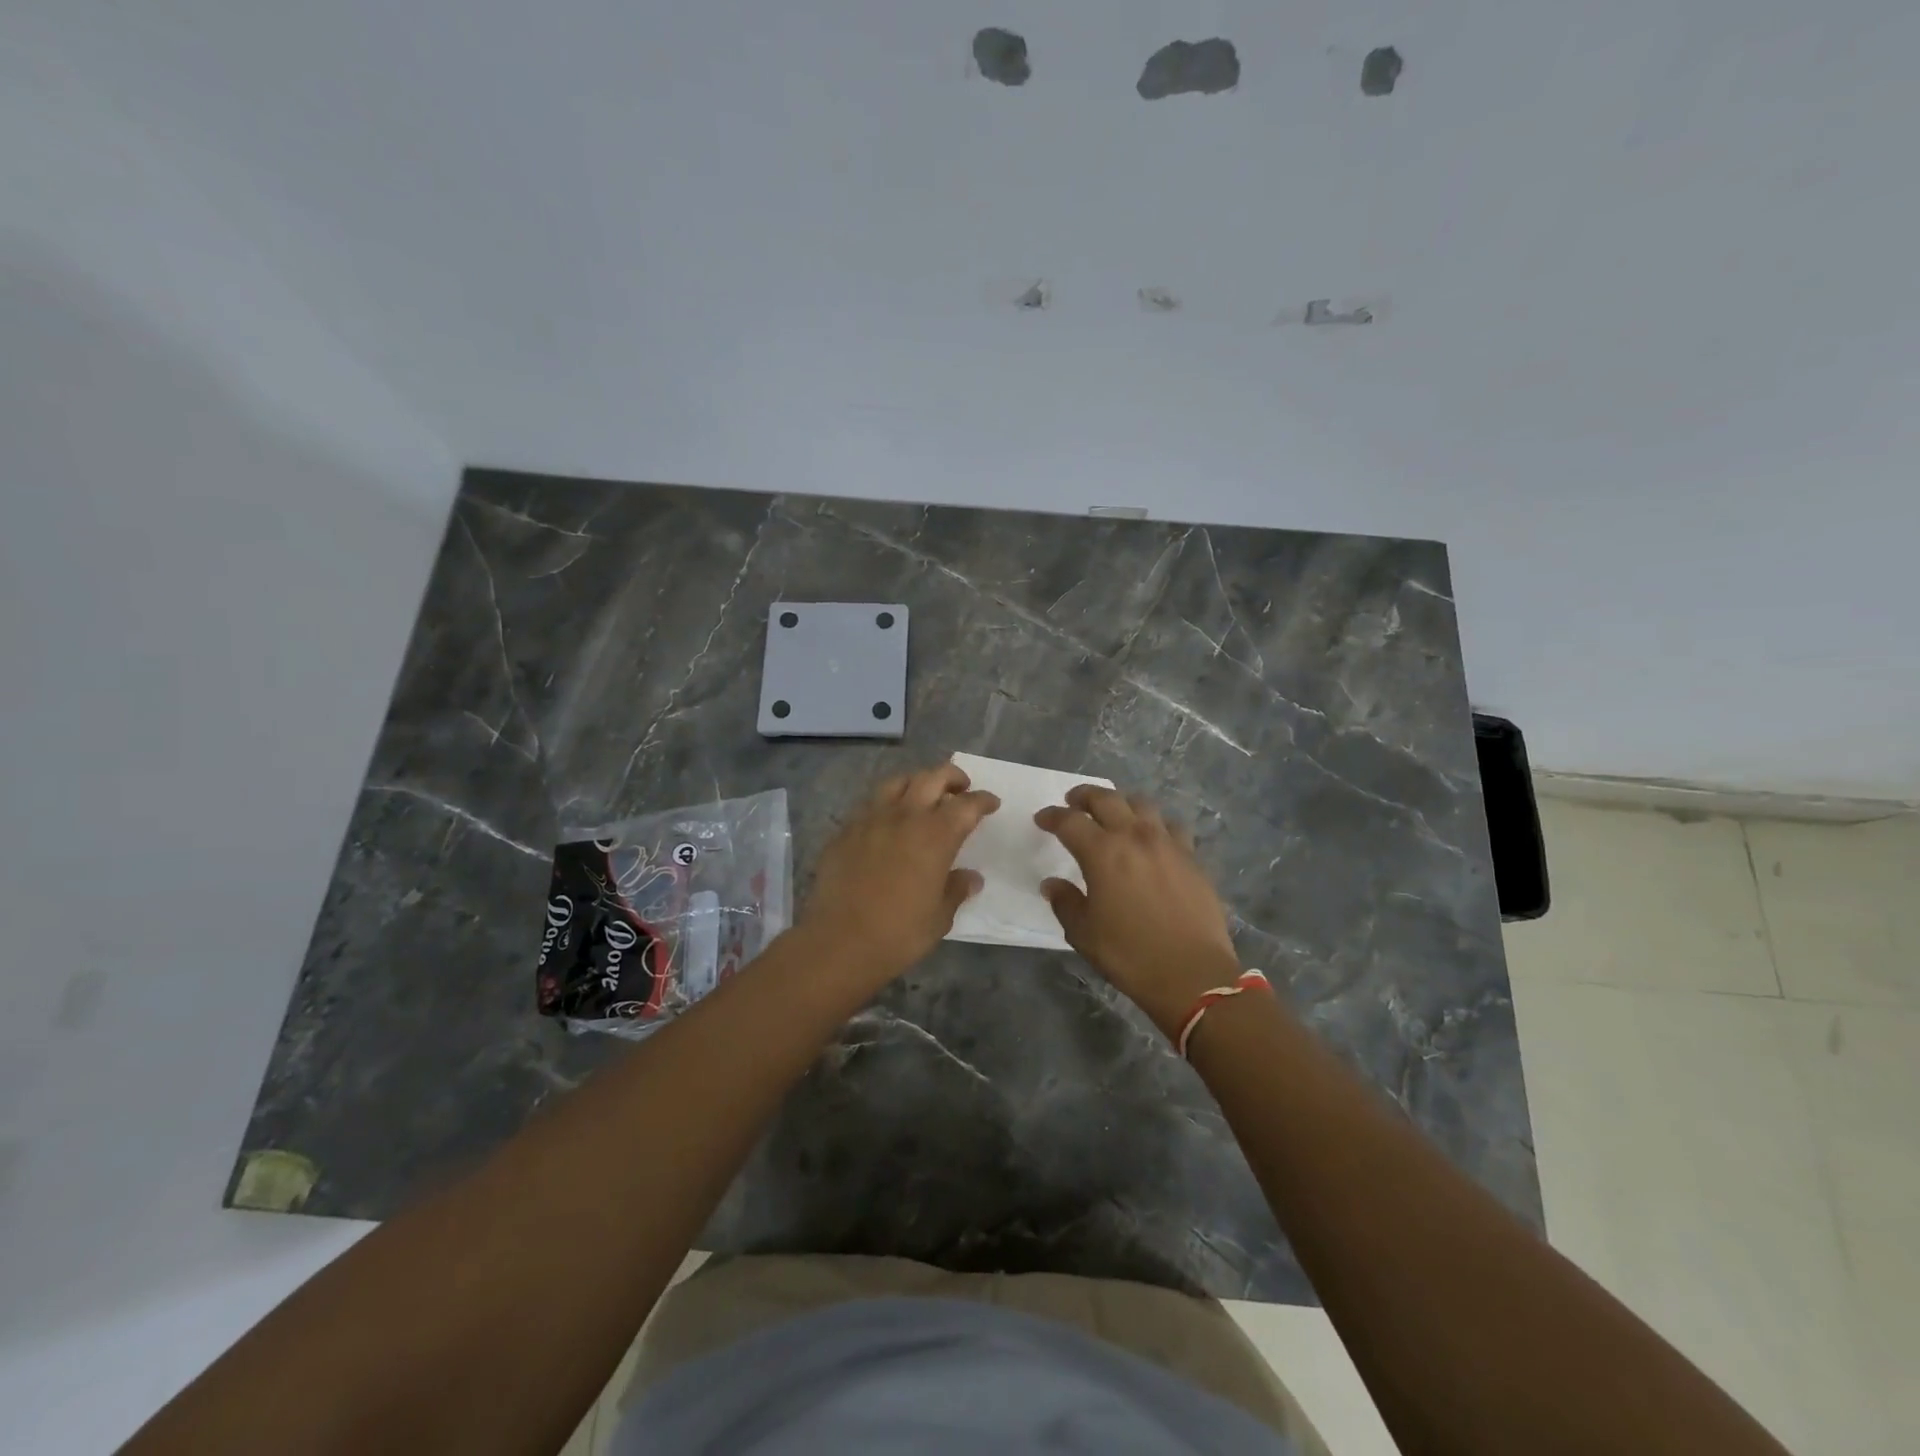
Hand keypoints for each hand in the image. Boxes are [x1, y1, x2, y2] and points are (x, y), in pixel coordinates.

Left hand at [797, 763, 998, 982]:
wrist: (839, 942)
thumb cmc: (899, 933)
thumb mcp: (939, 917)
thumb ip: (956, 890)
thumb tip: (971, 878)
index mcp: (936, 835)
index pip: (966, 805)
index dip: (982, 800)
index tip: (991, 803)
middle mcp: (905, 816)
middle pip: (932, 778)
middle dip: (952, 777)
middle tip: (960, 787)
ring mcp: (871, 819)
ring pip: (897, 782)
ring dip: (916, 782)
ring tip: (922, 795)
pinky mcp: (845, 831)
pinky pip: (870, 804)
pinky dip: (886, 803)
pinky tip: (887, 820)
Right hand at [1035, 786, 1242, 1038]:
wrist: (1192, 974)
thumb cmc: (1130, 954)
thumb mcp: (1084, 933)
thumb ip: (1065, 902)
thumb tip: (1052, 884)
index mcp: (1102, 852)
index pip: (1070, 821)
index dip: (1052, 816)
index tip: (1042, 819)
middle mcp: (1134, 837)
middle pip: (1106, 799)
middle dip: (1085, 795)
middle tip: (1073, 801)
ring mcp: (1168, 844)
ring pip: (1142, 805)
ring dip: (1122, 802)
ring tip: (1114, 812)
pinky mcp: (1192, 858)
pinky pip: (1172, 826)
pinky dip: (1156, 824)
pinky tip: (1153, 837)